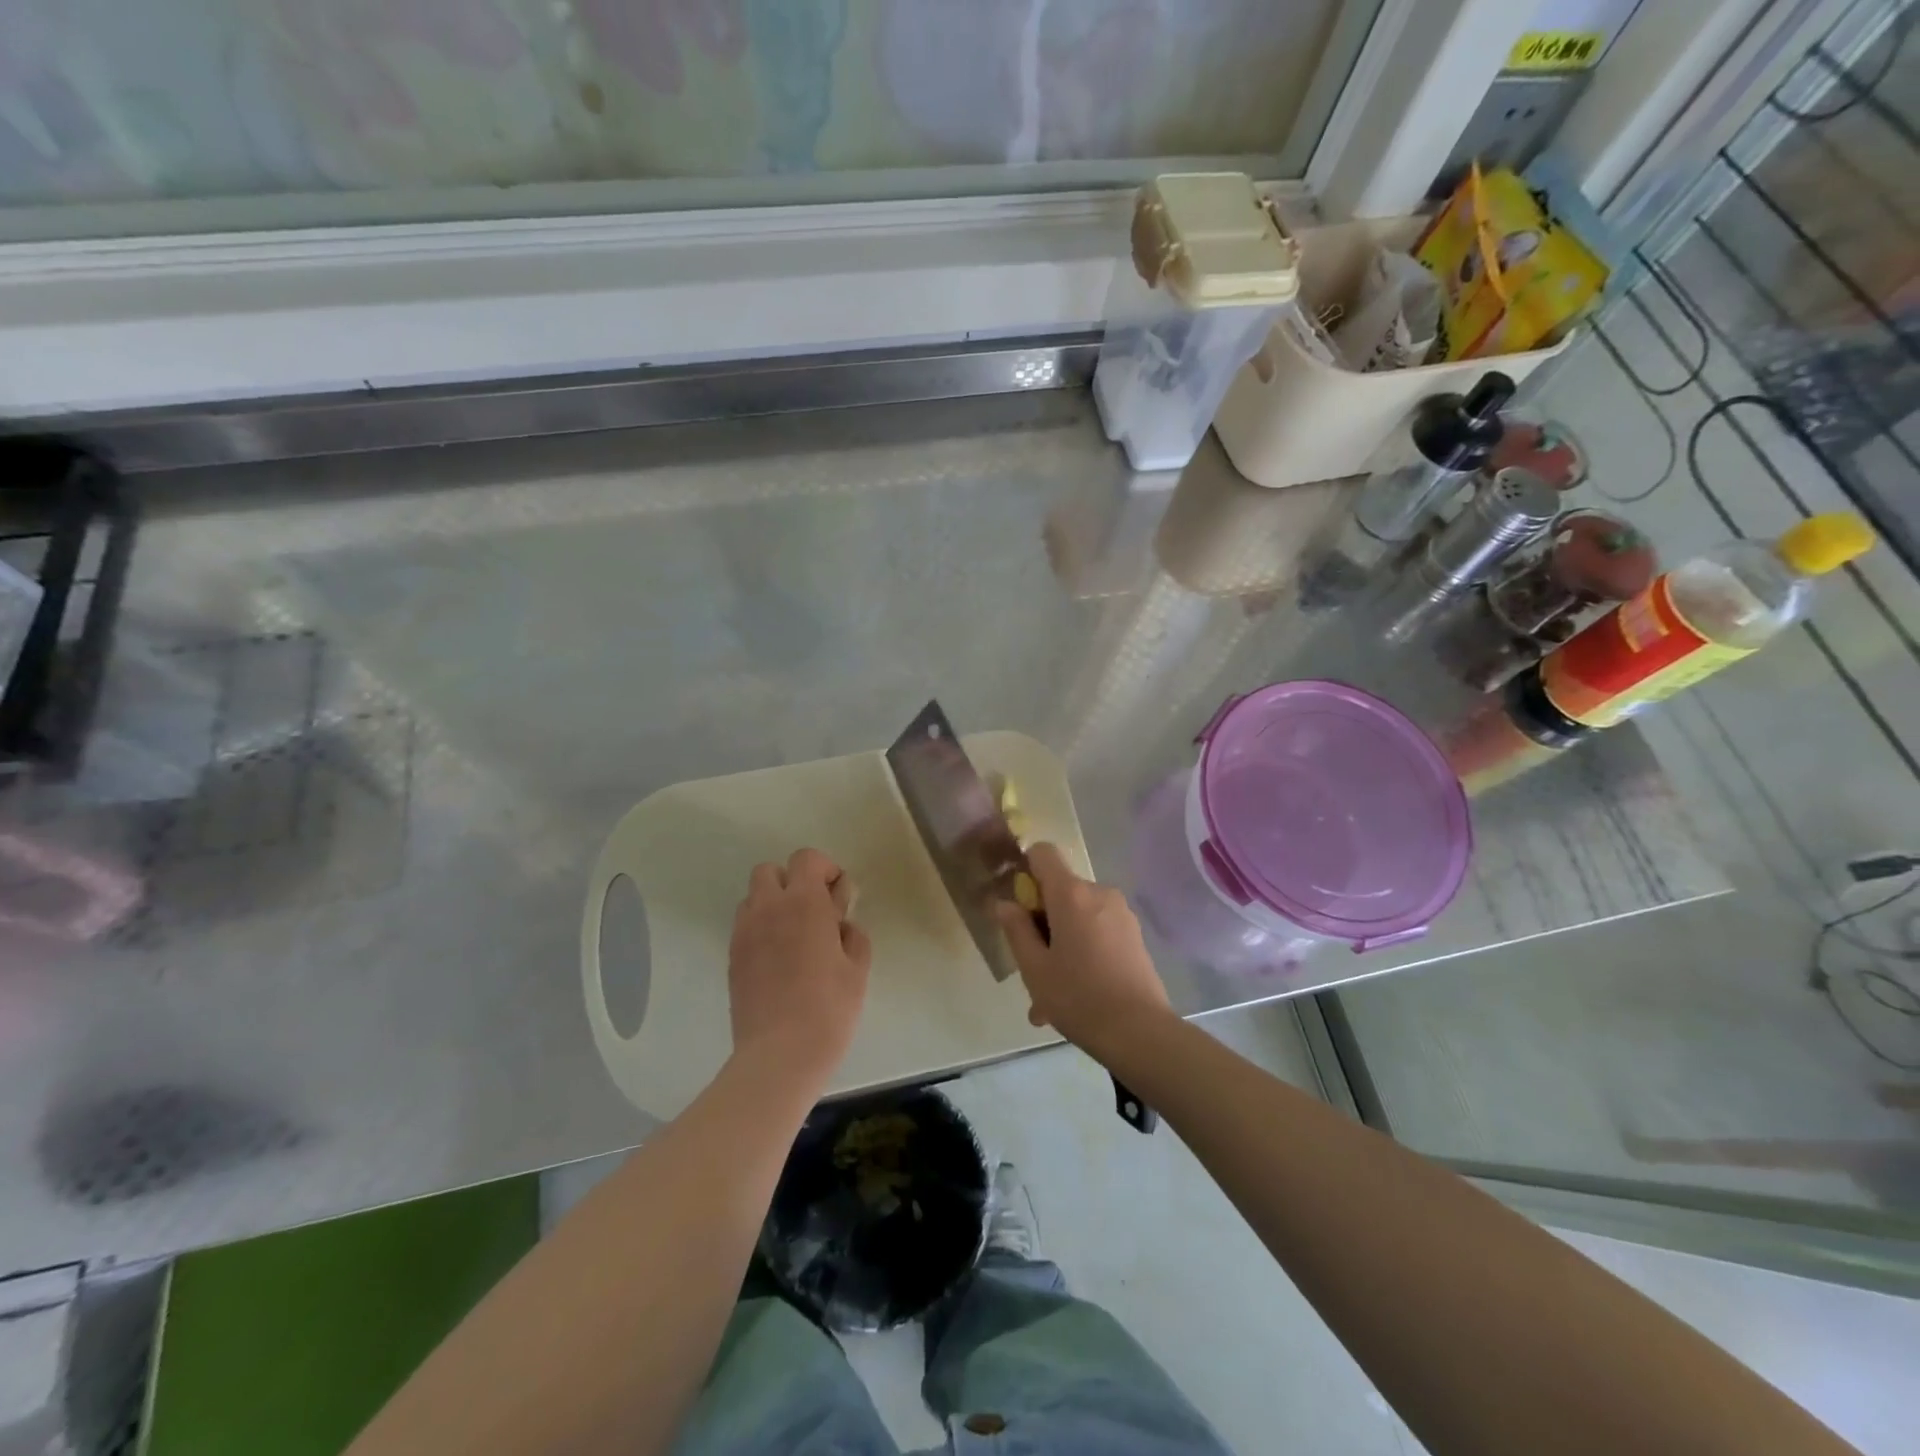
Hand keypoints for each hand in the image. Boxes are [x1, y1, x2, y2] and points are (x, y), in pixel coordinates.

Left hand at [728, 848, 871, 1092]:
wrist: (780, 1055)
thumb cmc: (829, 1008)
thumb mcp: (857, 969)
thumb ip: (853, 935)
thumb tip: (841, 925)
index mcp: (804, 902)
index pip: (806, 859)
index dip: (826, 869)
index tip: (839, 898)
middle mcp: (769, 908)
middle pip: (770, 871)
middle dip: (793, 882)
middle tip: (815, 913)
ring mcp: (745, 933)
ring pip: (754, 898)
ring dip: (773, 904)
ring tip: (794, 936)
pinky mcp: (732, 958)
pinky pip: (745, 926)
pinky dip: (761, 929)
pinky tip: (779, 960)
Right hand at [995, 843, 1172, 1055]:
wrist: (1141, 1033)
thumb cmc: (1079, 998)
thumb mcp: (1034, 969)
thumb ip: (1017, 930)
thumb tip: (1005, 903)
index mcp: (1072, 894)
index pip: (1043, 853)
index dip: (1025, 870)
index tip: (1019, 905)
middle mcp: (1099, 893)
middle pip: (1060, 890)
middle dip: (1042, 921)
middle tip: (1031, 967)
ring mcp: (1121, 914)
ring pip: (1078, 916)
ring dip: (1061, 944)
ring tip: (1050, 996)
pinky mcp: (1134, 935)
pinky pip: (1098, 932)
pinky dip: (1083, 952)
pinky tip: (1076, 996)